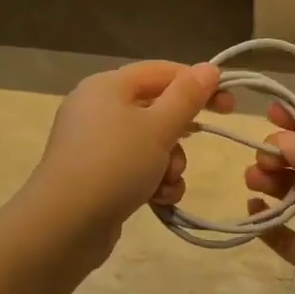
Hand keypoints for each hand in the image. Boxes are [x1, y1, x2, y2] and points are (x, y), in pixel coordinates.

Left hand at [23, 60, 231, 258]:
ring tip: (167, 181)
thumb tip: (208, 68)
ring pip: (149, 142)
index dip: (198, 83)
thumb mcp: (159, 127)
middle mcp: (97, 108)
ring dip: (170, 162)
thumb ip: (187, 97)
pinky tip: (157, 199)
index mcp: (108, 86)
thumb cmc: (115, 164)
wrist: (65, 224)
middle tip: (206, 138)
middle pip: (155, 108)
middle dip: (181, 130)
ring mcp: (94, 144)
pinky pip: (135, 167)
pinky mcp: (96, 175)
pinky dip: (152, 180)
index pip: (162, 71)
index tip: (229, 103)